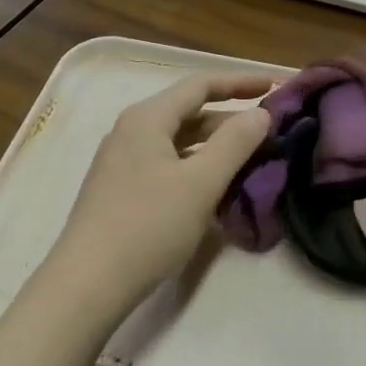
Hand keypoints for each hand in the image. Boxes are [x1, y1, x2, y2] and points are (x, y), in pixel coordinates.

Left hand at [39, 71, 273, 329]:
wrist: (88, 282)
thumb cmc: (148, 226)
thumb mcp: (200, 183)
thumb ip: (235, 143)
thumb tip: (261, 112)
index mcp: (147, 118)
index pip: (200, 85)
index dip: (240, 82)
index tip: (276, 86)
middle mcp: (131, 131)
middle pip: (188, 111)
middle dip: (231, 117)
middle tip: (271, 128)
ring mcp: (123, 161)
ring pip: (179, 141)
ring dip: (215, 144)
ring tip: (253, 156)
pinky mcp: (122, 189)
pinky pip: (168, 164)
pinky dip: (197, 166)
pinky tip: (218, 185)